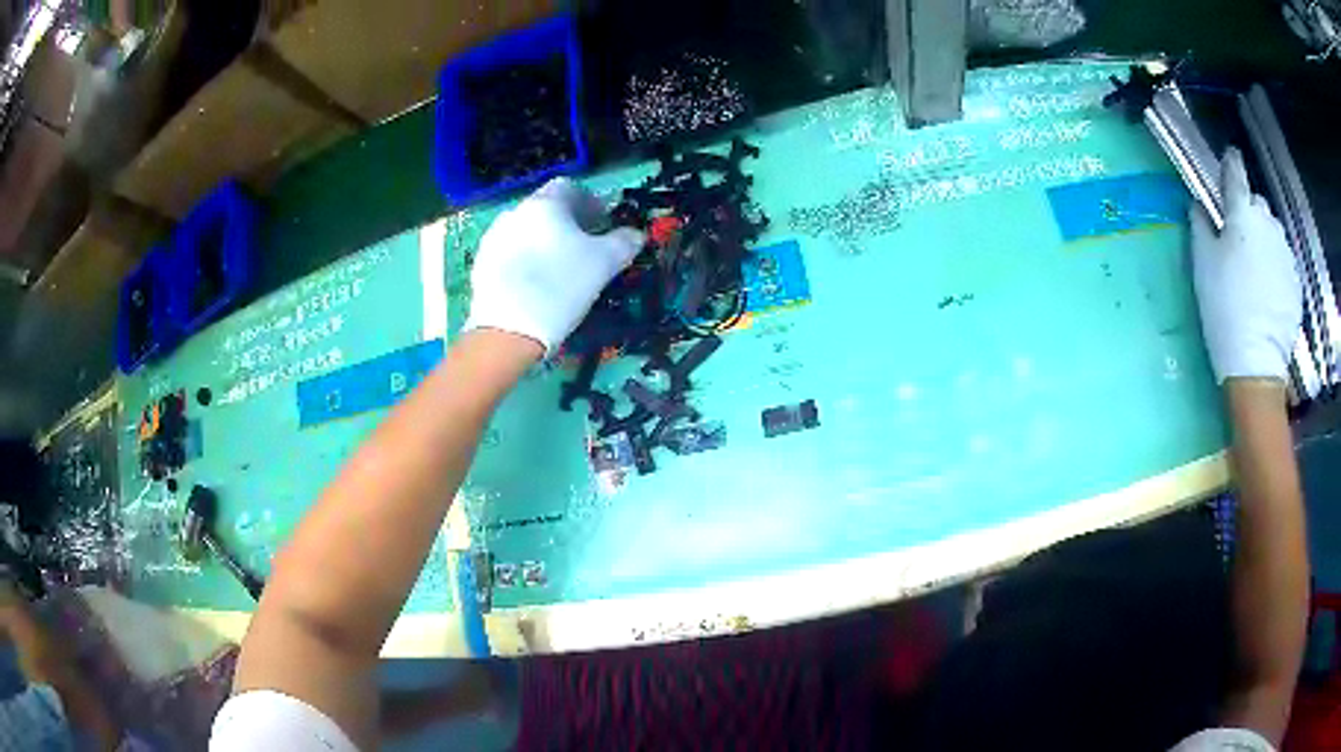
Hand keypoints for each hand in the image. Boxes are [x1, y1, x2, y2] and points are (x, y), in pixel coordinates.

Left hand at [463, 178, 643, 354]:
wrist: (508, 329)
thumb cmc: (562, 285)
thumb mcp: (604, 264)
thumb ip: (623, 243)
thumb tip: (635, 234)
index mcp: (546, 204)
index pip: (569, 187)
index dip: (589, 202)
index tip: (601, 223)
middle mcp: (515, 213)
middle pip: (545, 208)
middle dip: (566, 222)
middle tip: (584, 246)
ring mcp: (494, 239)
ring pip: (526, 231)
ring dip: (544, 241)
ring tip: (559, 268)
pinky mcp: (481, 265)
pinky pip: (510, 254)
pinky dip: (526, 260)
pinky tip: (535, 285)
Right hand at [1190, 147, 1301, 383]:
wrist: (1255, 359)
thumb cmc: (1224, 305)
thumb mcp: (1203, 263)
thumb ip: (1201, 226)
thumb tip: (1199, 206)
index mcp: (1242, 213)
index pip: (1236, 173)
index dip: (1232, 163)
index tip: (1231, 158)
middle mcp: (1268, 223)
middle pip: (1258, 206)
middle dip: (1250, 215)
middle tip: (1240, 240)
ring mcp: (1285, 253)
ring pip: (1273, 234)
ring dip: (1265, 241)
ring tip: (1257, 270)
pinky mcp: (1296, 281)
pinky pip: (1284, 262)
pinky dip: (1276, 268)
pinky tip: (1268, 292)